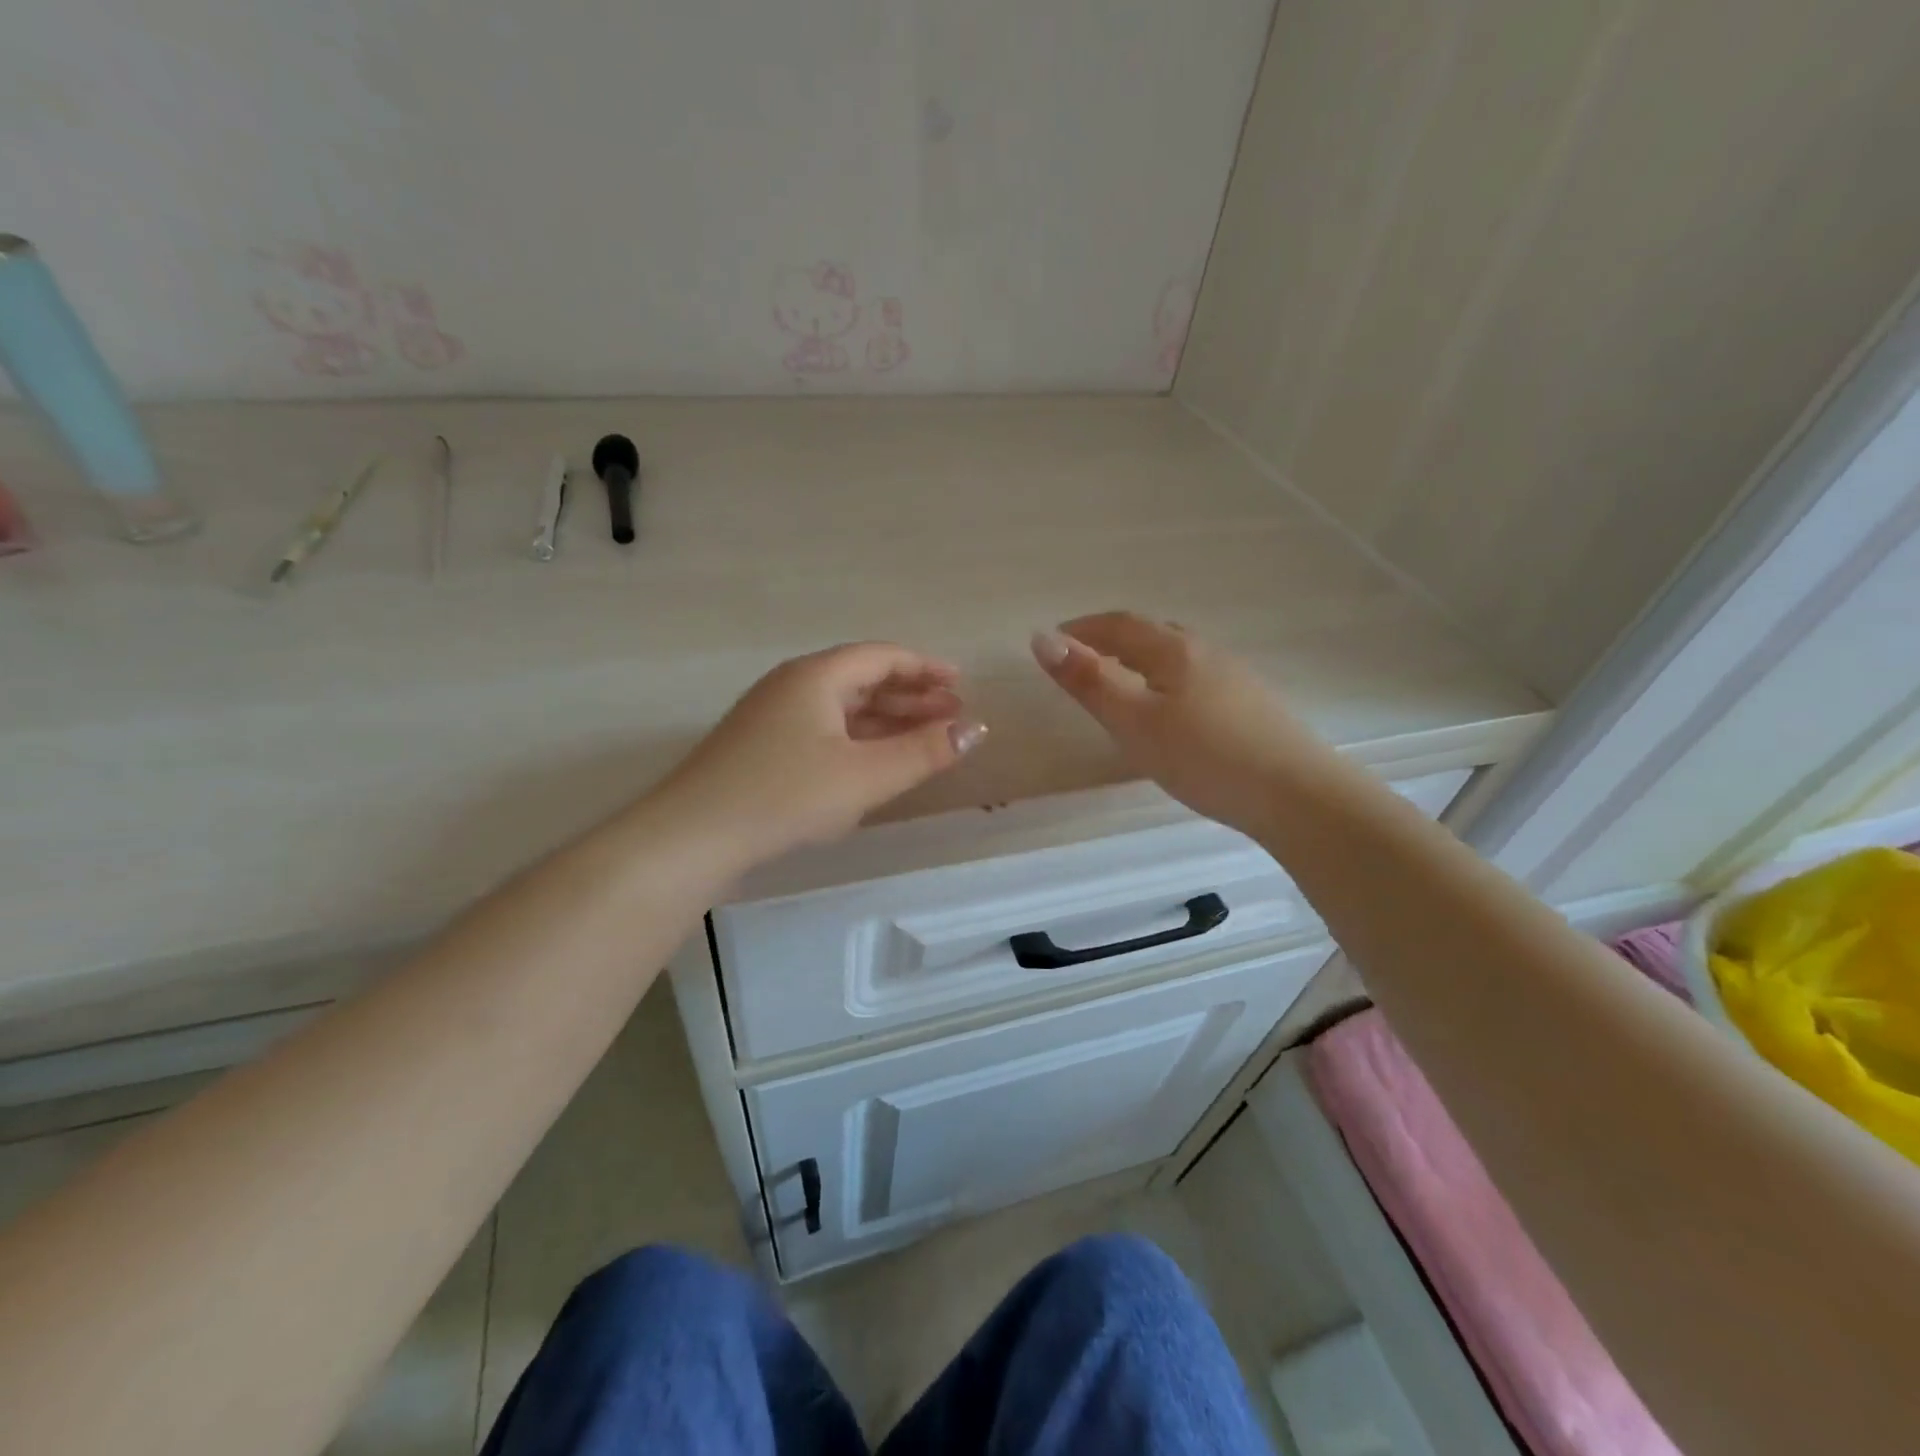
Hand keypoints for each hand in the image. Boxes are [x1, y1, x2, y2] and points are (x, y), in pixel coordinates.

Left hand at [656, 643, 986, 861]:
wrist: (692, 837)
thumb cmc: (784, 796)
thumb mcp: (865, 776)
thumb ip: (923, 752)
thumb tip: (976, 729)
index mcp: (816, 676)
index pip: (882, 657)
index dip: (926, 668)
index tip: (961, 686)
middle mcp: (793, 687)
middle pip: (863, 680)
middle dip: (911, 697)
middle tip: (952, 716)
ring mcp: (773, 718)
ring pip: (843, 709)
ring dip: (887, 721)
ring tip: (925, 740)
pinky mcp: (763, 750)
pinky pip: (825, 732)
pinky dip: (858, 741)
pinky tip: (876, 764)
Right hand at [1032, 612, 1323, 835]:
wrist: (1297, 794)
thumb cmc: (1204, 756)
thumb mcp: (1134, 722)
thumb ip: (1089, 681)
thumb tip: (1042, 638)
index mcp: (1173, 649)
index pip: (1119, 624)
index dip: (1082, 628)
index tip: (1054, 641)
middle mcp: (1206, 651)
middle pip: (1150, 633)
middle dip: (1110, 639)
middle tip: (1082, 659)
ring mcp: (1235, 676)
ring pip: (1177, 655)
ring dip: (1141, 658)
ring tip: (1121, 681)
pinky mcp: (1252, 703)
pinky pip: (1197, 676)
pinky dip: (1167, 678)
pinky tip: (1172, 708)